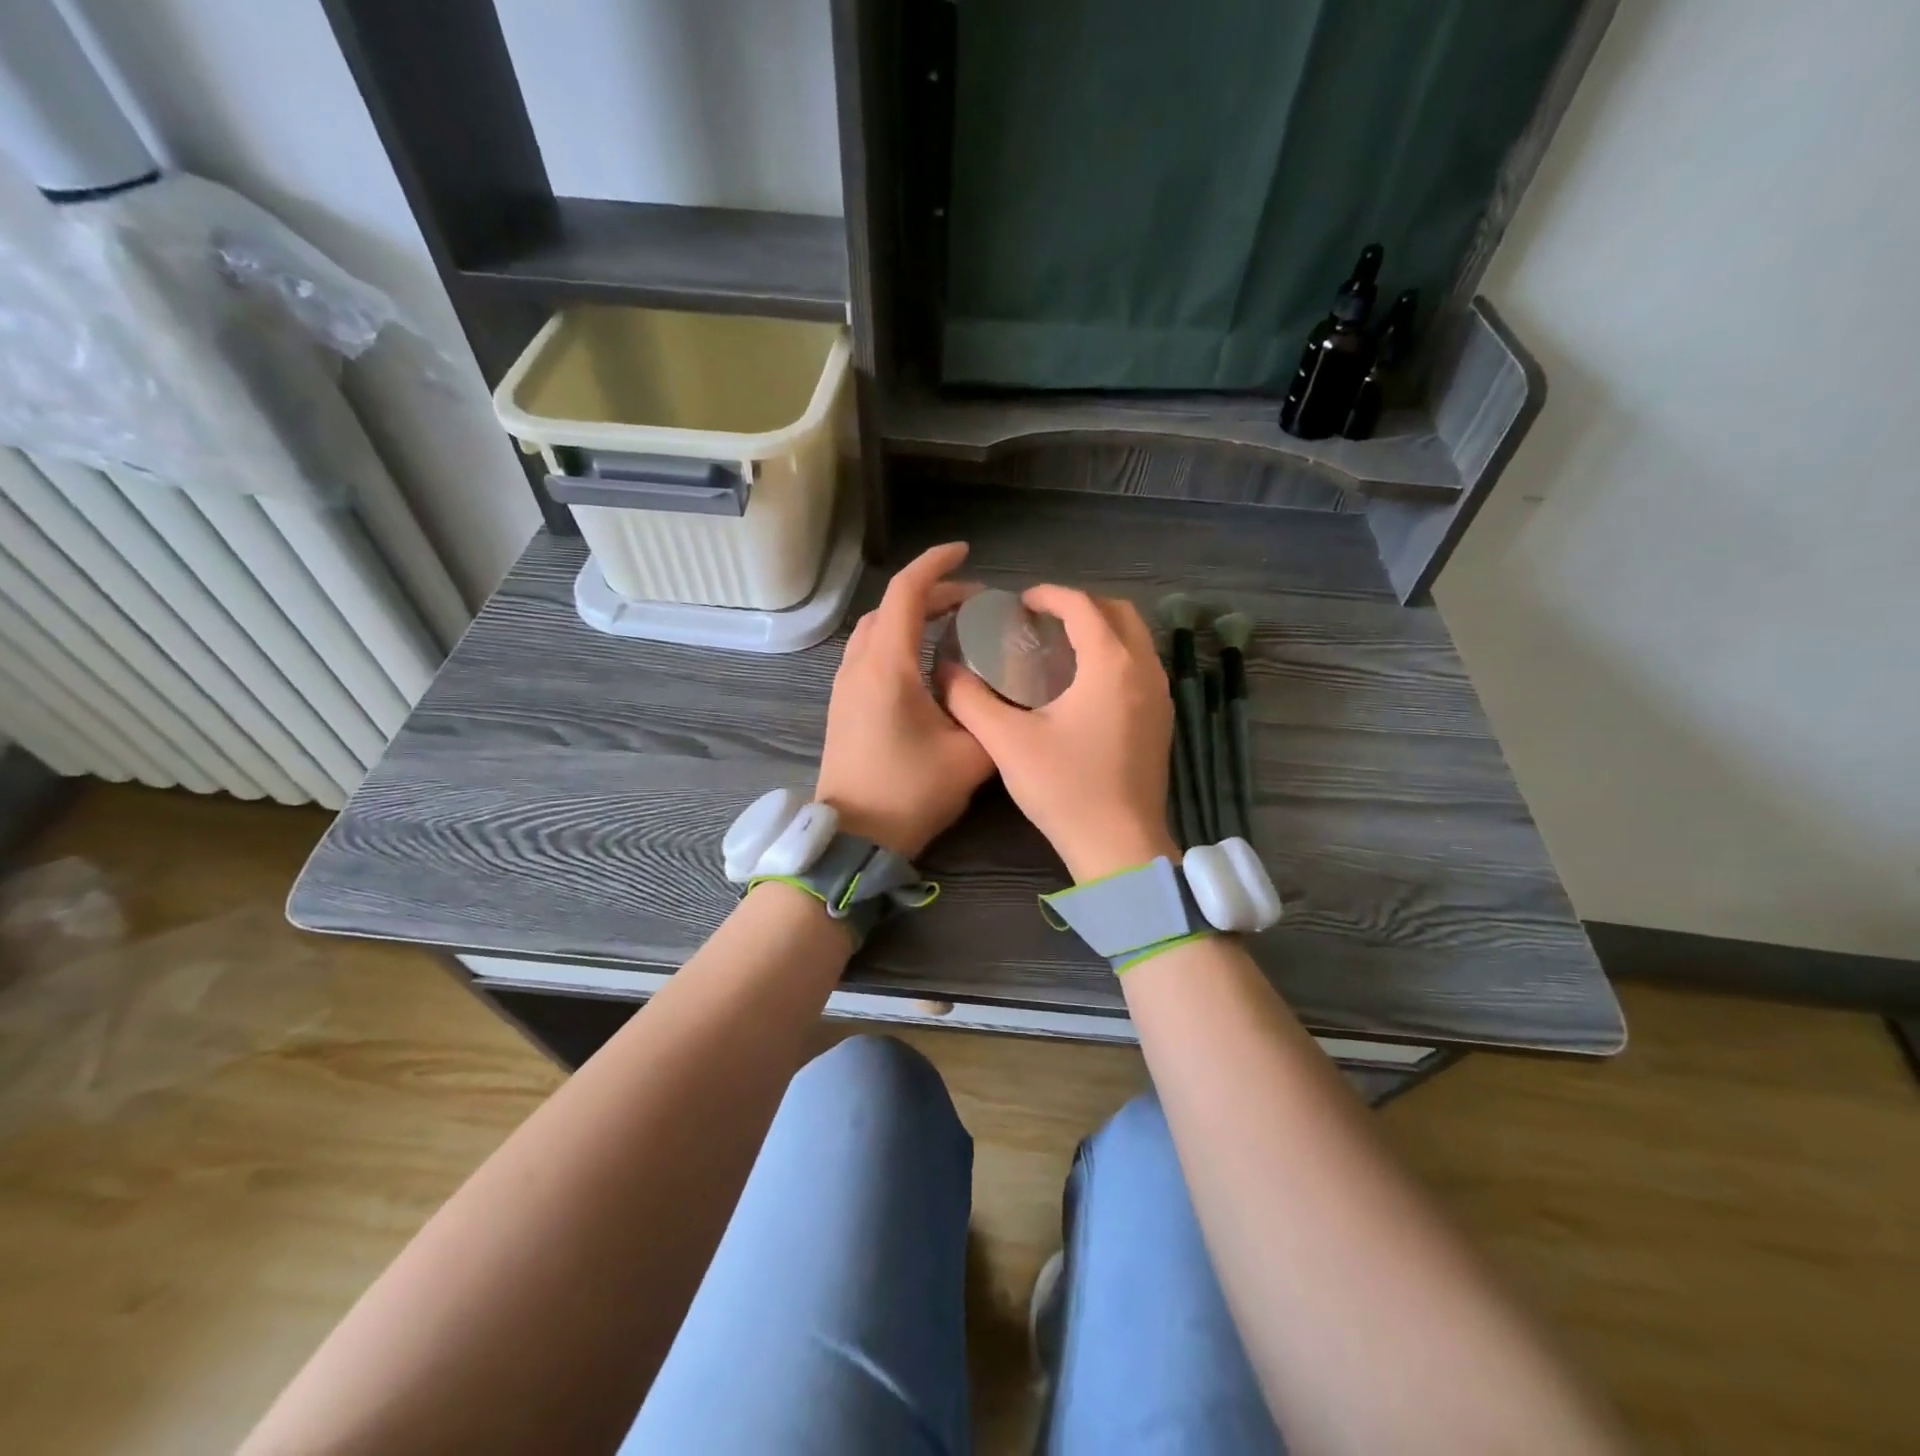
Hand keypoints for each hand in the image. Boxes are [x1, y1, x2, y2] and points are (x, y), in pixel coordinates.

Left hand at [814, 543, 993, 858]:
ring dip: (912, 616)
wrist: (854, 836)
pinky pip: (869, 652)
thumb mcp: (970, 756)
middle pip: (891, 607)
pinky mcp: (843, 704)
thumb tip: (1005, 695)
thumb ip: (992, 716)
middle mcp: (860, 666)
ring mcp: (845, 685)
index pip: (907, 593)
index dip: (936, 565)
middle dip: (933, 593)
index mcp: (887, 667)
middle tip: (976, 601)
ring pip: (876, 629)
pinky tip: (925, 661)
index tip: (966, 551)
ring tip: (953, 624)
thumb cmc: (909, 794)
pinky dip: (898, 638)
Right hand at [945, 586, 1178, 881]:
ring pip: (1135, 640)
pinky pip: (1141, 668)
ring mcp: (1160, 697)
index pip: (1082, 606)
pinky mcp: (1163, 721)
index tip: (1019, 603)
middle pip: (1119, 613)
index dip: (1049, 595)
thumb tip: (946, 672)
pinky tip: (1085, 686)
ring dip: (1101, 631)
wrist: (1119, 846)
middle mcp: (1145, 670)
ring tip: (1060, 648)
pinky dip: (1115, 658)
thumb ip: (971, 700)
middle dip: (1081, 606)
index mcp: (1111, 664)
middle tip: (1042, 621)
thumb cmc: (1065, 789)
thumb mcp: (1007, 742)